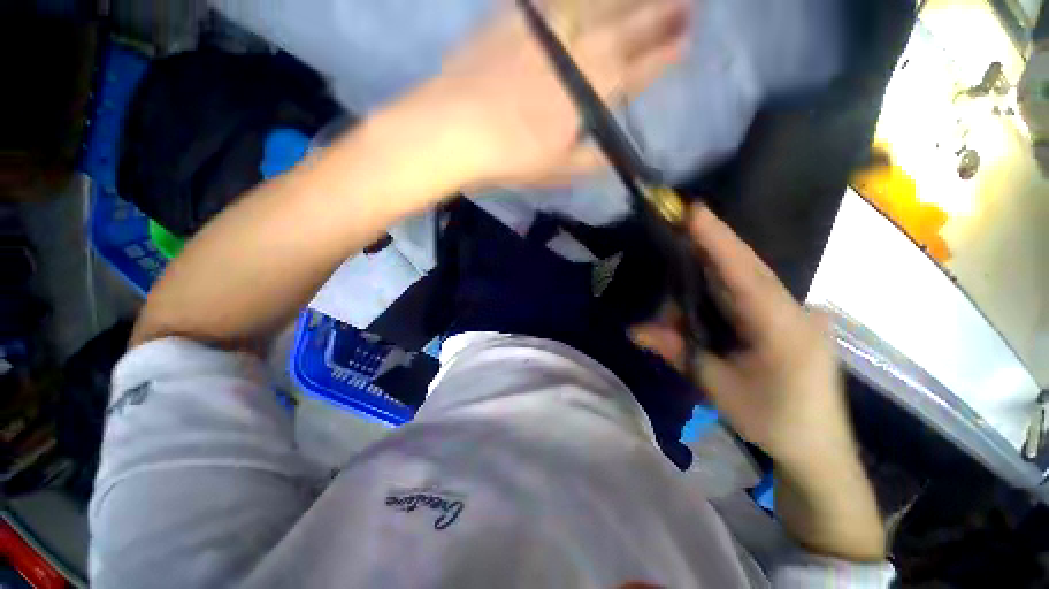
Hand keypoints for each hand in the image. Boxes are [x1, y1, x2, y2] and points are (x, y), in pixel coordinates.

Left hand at [418, 0, 687, 185]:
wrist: (455, 128)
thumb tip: (615, 159)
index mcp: (589, 96)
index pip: (636, 72)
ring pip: (600, 4)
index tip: (686, 43)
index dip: (662, 58)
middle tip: (687, 4)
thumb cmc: (510, 157)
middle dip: (661, 15)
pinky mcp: (519, 19)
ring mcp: (548, 32)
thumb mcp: (556, 171)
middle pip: (628, 30)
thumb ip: (591, 161)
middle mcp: (578, 56)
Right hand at [632, 206, 857, 476]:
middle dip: (714, 244)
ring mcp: (799, 315)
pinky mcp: (793, 321)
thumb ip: (678, 352)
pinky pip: (756, 293)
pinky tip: (707, 280)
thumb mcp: (719, 387)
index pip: (745, 274)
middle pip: (749, 268)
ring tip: (684, 256)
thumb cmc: (773, 420)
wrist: (820, 449)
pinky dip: (727, 283)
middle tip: (680, 224)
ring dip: (716, 266)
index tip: (694, 211)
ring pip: (752, 279)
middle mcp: (796, 311)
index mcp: (783, 328)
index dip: (719, 241)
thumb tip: (634, 331)